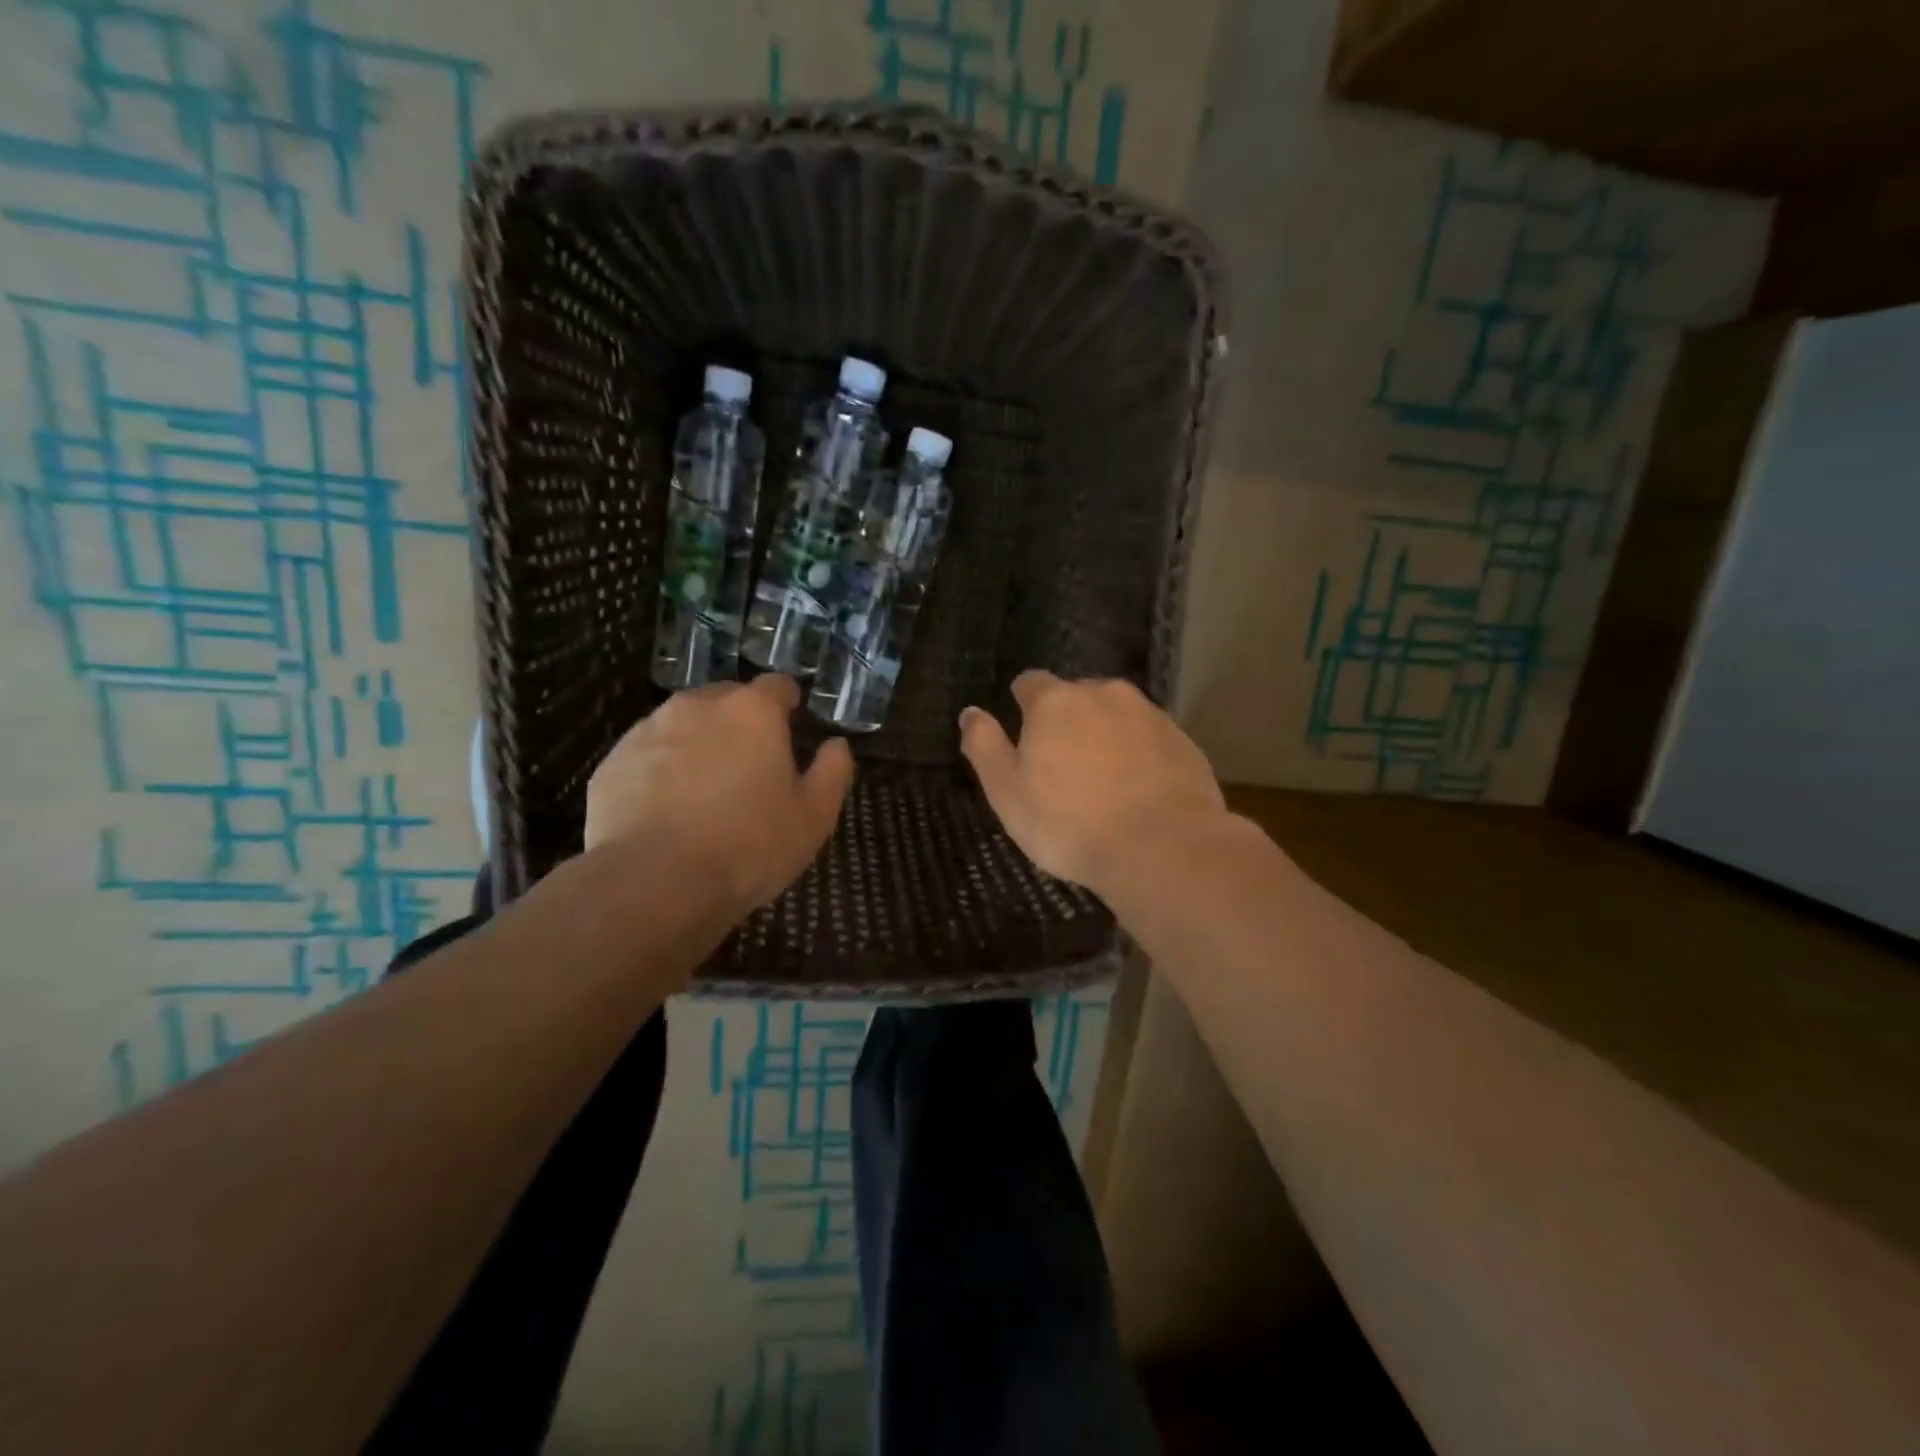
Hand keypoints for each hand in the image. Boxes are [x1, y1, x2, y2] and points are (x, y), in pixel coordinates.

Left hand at [585, 676, 853, 911]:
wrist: (655, 882)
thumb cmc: (749, 846)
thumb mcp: (813, 817)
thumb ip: (832, 772)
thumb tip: (836, 745)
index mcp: (753, 711)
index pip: (777, 686)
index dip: (787, 705)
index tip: (791, 730)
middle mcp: (698, 706)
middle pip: (727, 700)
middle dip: (740, 724)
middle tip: (749, 769)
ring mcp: (648, 730)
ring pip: (683, 725)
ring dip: (698, 745)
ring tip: (703, 793)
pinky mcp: (612, 762)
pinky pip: (647, 756)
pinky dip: (660, 771)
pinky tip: (666, 812)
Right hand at [959, 672, 1225, 894]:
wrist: (1162, 847)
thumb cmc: (1070, 823)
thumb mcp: (1008, 793)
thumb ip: (985, 747)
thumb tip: (970, 712)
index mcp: (1054, 702)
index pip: (1030, 683)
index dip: (1023, 707)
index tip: (1026, 740)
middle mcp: (1103, 693)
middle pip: (1076, 696)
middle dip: (1068, 721)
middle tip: (1064, 769)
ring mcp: (1148, 714)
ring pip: (1116, 715)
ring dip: (1106, 735)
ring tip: (1104, 782)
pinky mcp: (1182, 739)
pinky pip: (1149, 738)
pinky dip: (1140, 754)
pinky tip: (1139, 792)